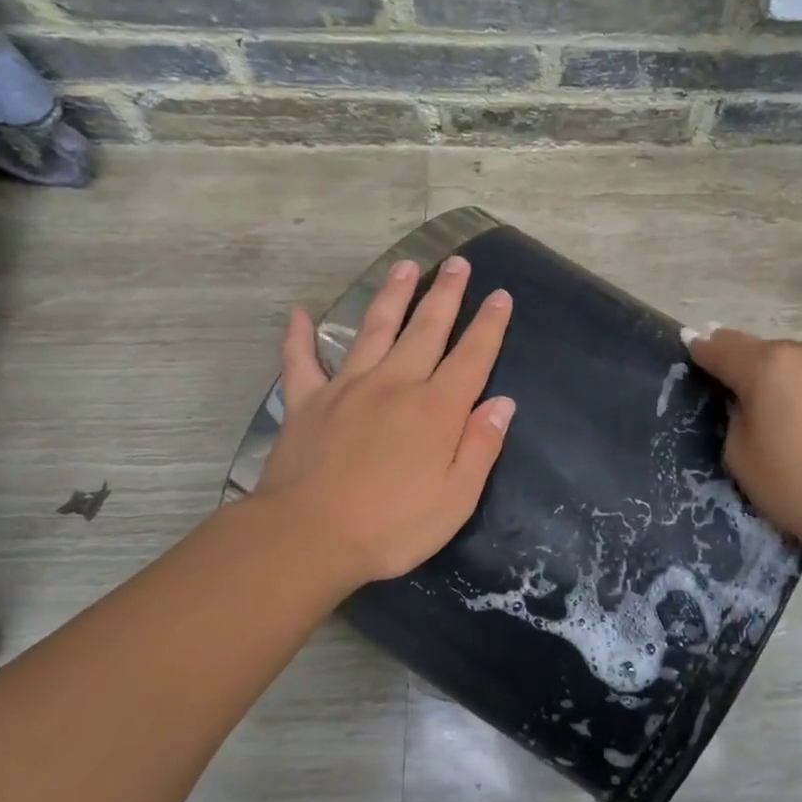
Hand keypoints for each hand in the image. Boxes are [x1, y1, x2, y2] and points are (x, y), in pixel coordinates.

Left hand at [252, 256, 514, 595]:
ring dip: (391, 296)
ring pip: (374, 329)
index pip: (471, 356)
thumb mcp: (456, 498)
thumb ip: (481, 446)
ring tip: (405, 267)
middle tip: (457, 263)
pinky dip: (299, 336)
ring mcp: (347, 388)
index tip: (500, 295)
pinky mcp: (308, 402)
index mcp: (436, 409)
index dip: (489, 325)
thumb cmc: (392, 526)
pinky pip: (301, 361)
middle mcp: (395, 384)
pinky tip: (299, 313)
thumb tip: (502, 403)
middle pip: (426, 329)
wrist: (307, 537)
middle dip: (445, 294)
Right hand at [688, 328, 801, 553]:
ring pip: (794, 362)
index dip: (702, 349)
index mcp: (769, 365)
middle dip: (745, 368)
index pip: (722, 346)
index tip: (691, 348)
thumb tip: (747, 400)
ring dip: (780, 378)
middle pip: (761, 351)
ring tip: (780, 415)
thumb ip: (735, 415)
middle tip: (738, 399)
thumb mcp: (740, 455)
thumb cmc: (797, 486)